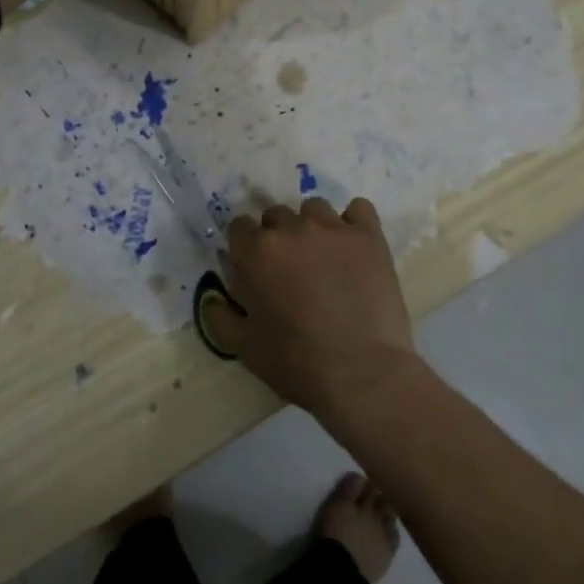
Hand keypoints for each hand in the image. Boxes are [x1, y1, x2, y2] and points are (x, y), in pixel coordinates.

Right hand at [220, 198, 421, 418]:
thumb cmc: (297, 363)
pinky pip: (358, 209)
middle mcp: (292, 228)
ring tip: (324, 258)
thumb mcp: (244, 348)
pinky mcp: (369, 236)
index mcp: (257, 251)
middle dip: (277, 237)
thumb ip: (220, 316)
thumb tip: (213, 297)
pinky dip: (353, 223)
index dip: (244, 248)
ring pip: (315, 208)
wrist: (362, 374)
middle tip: (290, 270)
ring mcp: (334, 228)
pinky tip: (354, 246)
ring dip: (312, 227)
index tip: (254, 269)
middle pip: (275, 214)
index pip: (239, 226)